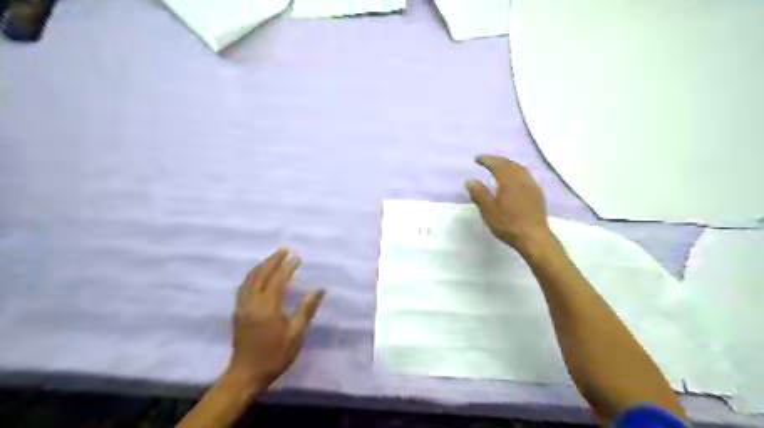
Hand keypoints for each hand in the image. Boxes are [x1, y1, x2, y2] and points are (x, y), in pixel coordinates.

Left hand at [226, 247, 321, 390]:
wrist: (245, 375)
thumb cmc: (274, 356)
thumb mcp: (295, 335)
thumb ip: (306, 310)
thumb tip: (318, 290)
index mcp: (267, 308)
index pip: (278, 280)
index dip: (288, 267)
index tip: (298, 258)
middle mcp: (252, 303)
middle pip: (261, 275)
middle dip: (273, 260)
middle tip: (284, 249)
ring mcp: (242, 307)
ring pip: (249, 279)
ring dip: (261, 266)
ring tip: (272, 258)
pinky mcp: (237, 312)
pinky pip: (244, 287)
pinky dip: (252, 276)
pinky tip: (258, 275)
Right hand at [462, 156, 552, 254]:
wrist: (533, 237)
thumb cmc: (508, 224)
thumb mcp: (488, 211)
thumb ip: (479, 194)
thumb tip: (470, 180)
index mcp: (509, 181)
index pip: (497, 165)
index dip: (487, 160)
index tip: (477, 158)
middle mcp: (522, 179)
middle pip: (509, 164)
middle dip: (497, 160)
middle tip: (487, 160)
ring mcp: (532, 186)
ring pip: (519, 168)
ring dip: (508, 164)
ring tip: (500, 166)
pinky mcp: (537, 194)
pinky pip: (525, 175)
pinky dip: (516, 171)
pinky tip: (514, 179)